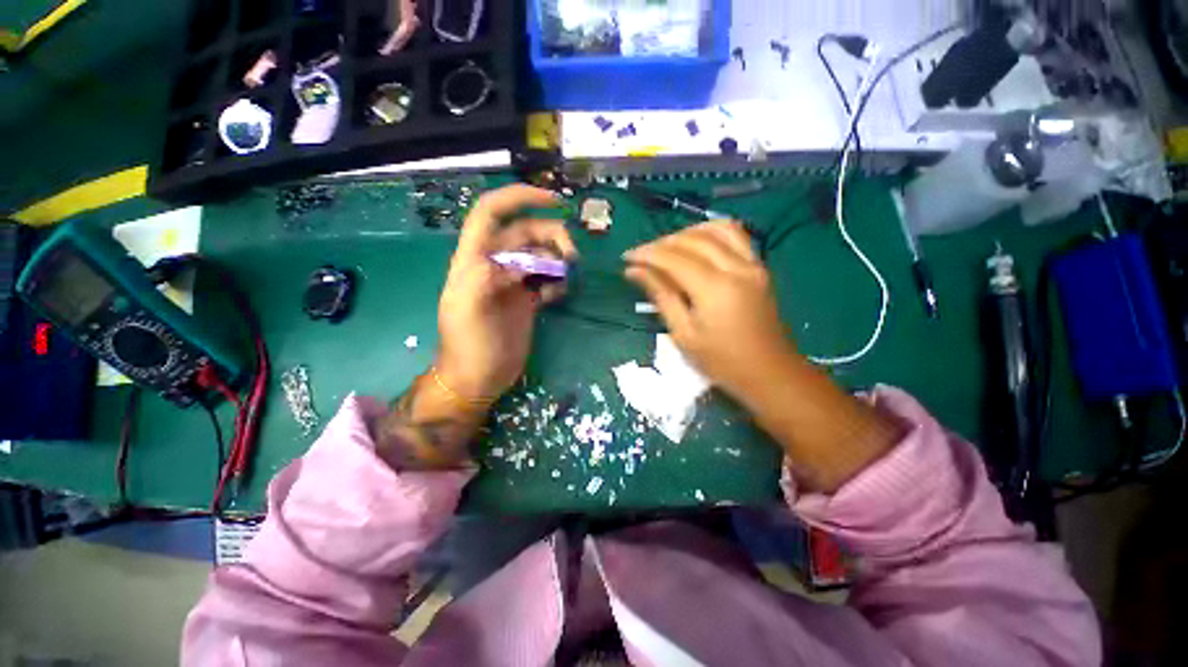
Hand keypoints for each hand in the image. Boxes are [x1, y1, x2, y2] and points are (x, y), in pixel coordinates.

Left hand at [435, 184, 575, 400]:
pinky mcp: (527, 298)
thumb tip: (514, 261)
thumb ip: (483, 278)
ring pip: (540, 255)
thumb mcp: (468, 311)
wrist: (479, 377)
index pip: (491, 212)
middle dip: (551, 237)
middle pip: (526, 232)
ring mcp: (513, 281)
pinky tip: (557, 296)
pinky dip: (557, 281)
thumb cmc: (470, 345)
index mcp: (475, 259)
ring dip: (557, 260)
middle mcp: (496, 264)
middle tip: (572, 257)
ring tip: (566, 279)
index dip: (520, 198)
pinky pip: (547, 278)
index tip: (554, 201)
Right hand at [623, 221, 793, 397]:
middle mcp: (736, 267)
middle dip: (662, 243)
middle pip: (693, 239)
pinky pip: (735, 236)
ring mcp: (753, 264)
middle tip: (642, 256)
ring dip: (687, 232)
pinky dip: (711, 233)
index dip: (647, 254)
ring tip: (667, 248)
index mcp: (715, 288)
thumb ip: (661, 296)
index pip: (674, 257)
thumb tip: (634, 271)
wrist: (770, 373)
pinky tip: (696, 245)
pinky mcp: (760, 267)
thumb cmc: (722, 362)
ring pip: (717, 229)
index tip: (626, 257)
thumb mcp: (684, 334)